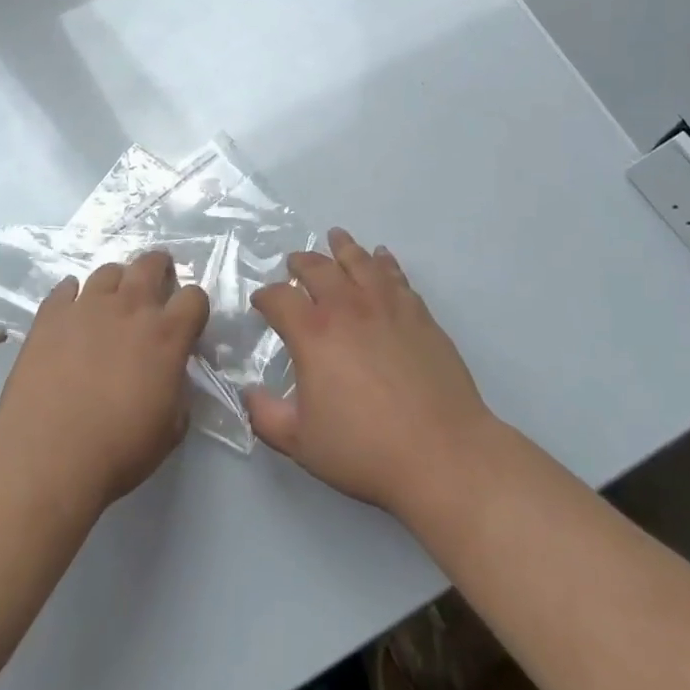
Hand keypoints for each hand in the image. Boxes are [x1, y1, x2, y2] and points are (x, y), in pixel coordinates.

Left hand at [0, 251, 209, 509]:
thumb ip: (179, 392)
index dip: (194, 307)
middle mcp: (130, 308)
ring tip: (111, 303)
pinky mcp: (50, 316)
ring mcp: (87, 306)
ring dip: (116, 283)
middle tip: (156, 286)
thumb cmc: (117, 451)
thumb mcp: (170, 430)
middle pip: (151, 264)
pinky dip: (72, 296)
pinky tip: (71, 313)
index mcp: (166, 335)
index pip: (194, 297)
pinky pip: (65, 289)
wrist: (46, 458)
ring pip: (108, 271)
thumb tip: (173, 377)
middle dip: (159, 269)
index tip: (187, 322)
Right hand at [244, 230, 496, 520]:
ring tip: (335, 236)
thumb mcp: (301, 443)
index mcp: (313, 333)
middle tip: (294, 263)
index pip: (280, 299)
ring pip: (359, 261)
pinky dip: (384, 261)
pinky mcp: (418, 312)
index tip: (261, 302)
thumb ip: (266, 416)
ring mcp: (386, 305)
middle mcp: (347, 307)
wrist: (441, 452)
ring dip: (343, 247)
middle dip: (301, 263)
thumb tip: (248, 393)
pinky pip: (395, 275)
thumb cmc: (365, 449)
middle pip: (318, 269)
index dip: (266, 297)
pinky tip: (381, 257)